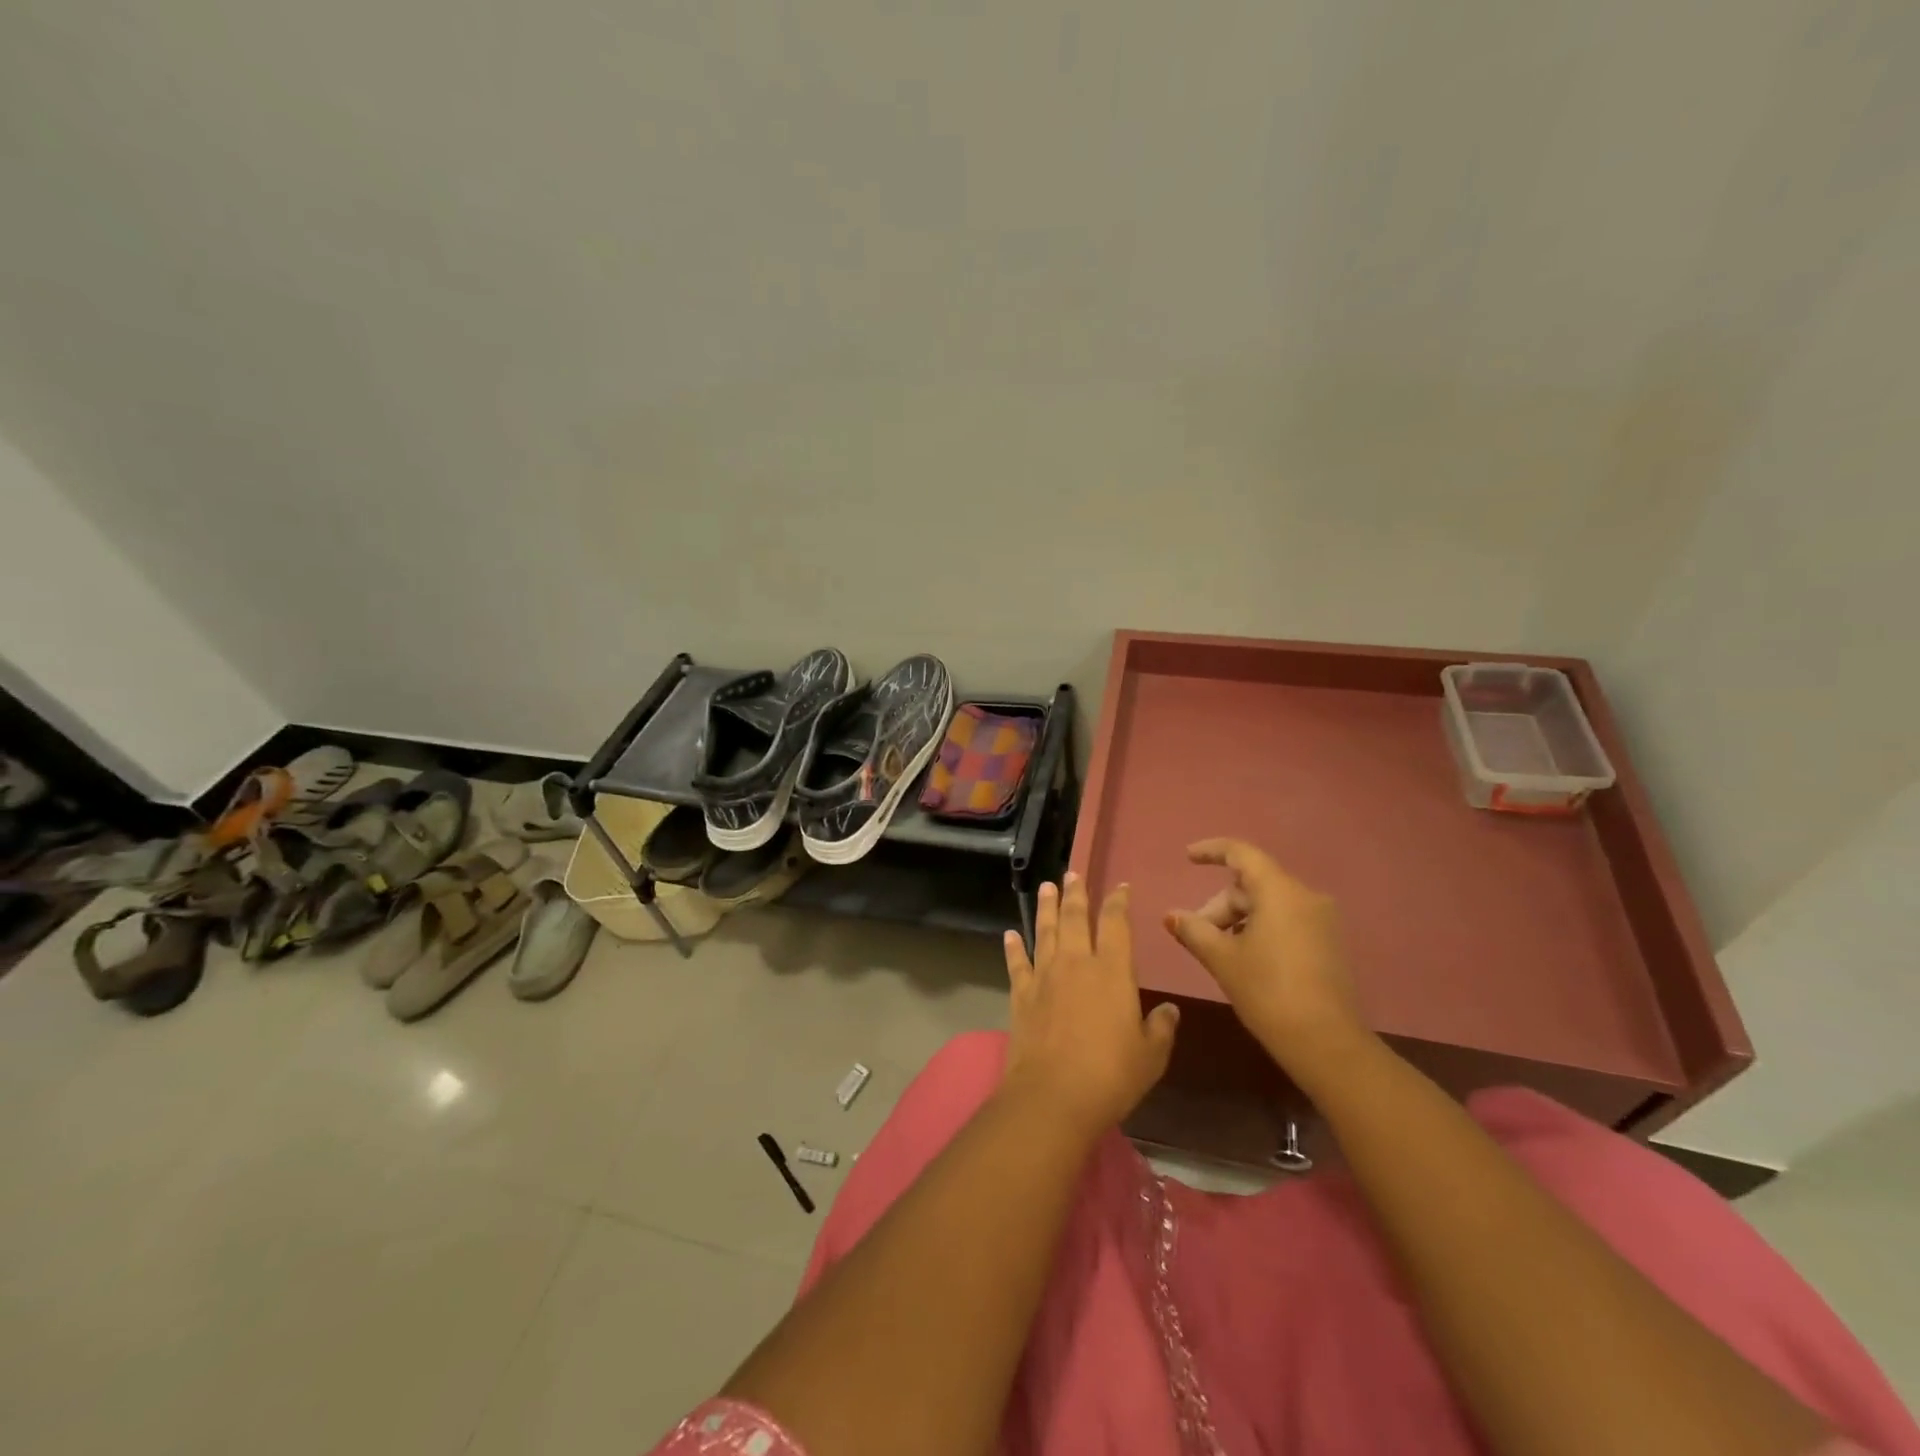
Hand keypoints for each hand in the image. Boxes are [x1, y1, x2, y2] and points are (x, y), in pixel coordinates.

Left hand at [1001, 873, 1178, 1136]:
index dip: (1118, 902)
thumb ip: (1160, 1028)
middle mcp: (1077, 963)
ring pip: (1045, 931)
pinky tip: (1010, 934)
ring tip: (1046, 887)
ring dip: (1046, 907)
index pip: (1116, 924)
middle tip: (1072, 874)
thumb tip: (1169, 1010)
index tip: (1120, 887)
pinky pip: (1017, 963)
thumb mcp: (1151, 1055)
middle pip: (1075, 918)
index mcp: (1112, 971)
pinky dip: (1013, 947)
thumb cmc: (1111, 1075)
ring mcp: (1045, 976)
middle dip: (1076, 894)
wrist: (1053, 1095)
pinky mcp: (1021, 994)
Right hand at [1163, 839, 1369, 1086]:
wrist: (1327, 1044)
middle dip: (1220, 905)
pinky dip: (1260, 929)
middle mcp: (1306, 897)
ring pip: (1269, 905)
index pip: (1242, 854)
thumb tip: (1171, 915)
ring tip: (1218, 951)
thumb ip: (1193, 930)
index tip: (1188, 857)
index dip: (1212, 851)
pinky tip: (1245, 959)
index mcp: (1280, 892)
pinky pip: (1287, 921)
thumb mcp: (1222, 958)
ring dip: (1238, 920)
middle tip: (1197, 934)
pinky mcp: (1329, 944)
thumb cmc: (1268, 992)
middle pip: (1252, 885)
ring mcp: (1322, 921)